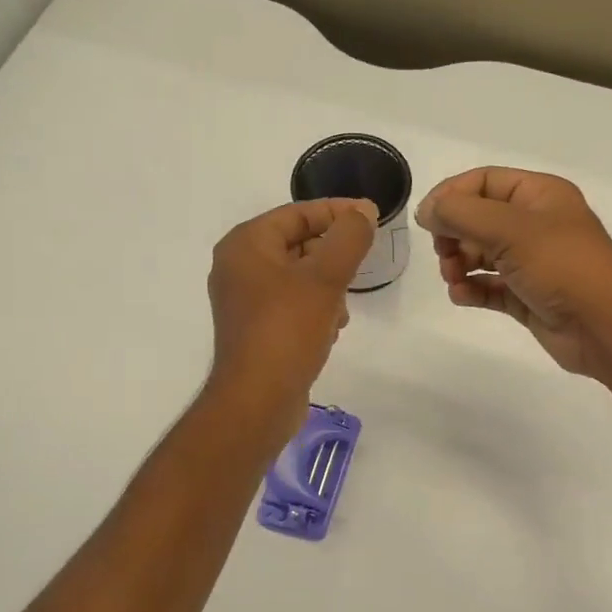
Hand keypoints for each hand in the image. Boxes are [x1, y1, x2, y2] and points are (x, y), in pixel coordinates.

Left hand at [207, 198, 376, 439]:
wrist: (258, 400)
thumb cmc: (288, 330)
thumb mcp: (325, 277)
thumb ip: (349, 237)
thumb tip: (362, 211)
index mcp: (246, 244)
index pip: (298, 213)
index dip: (338, 212)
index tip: (373, 218)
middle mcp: (239, 266)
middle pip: (298, 243)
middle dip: (333, 256)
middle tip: (361, 266)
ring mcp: (245, 300)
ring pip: (299, 276)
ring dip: (328, 287)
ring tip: (341, 309)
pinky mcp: (256, 328)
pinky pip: (292, 304)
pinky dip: (315, 309)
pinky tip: (330, 329)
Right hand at [414, 168, 611, 376]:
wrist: (606, 327)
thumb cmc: (562, 266)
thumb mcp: (510, 229)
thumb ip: (461, 214)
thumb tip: (427, 211)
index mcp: (539, 195)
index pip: (483, 182)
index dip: (451, 196)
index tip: (427, 221)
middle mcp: (536, 224)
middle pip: (479, 218)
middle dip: (454, 234)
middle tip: (443, 254)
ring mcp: (532, 262)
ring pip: (482, 254)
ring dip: (459, 264)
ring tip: (454, 278)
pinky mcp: (528, 296)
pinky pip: (490, 287)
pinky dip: (472, 289)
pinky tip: (463, 295)